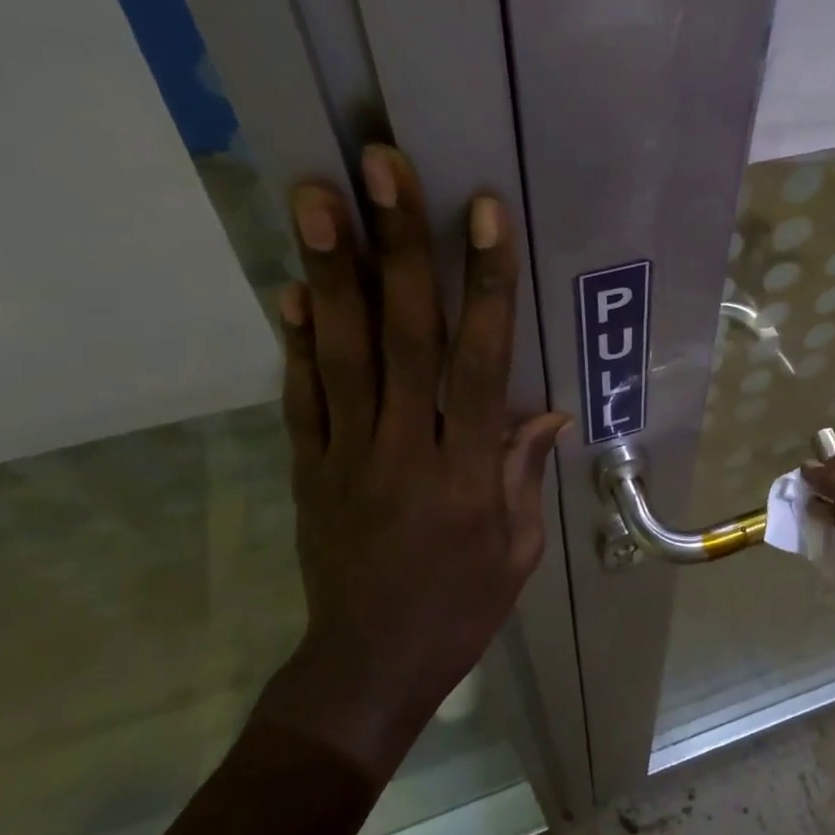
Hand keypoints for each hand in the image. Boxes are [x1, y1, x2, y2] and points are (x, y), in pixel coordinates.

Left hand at [253, 145, 568, 775]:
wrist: (368, 668)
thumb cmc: (461, 608)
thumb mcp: (518, 549)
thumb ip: (524, 473)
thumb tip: (546, 410)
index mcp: (468, 468)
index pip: (480, 360)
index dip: (485, 283)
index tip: (483, 212)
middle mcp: (404, 446)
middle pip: (403, 335)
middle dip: (395, 245)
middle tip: (377, 167)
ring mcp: (346, 453)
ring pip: (342, 352)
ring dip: (330, 269)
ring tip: (314, 196)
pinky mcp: (308, 467)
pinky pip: (301, 397)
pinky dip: (294, 341)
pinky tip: (288, 286)